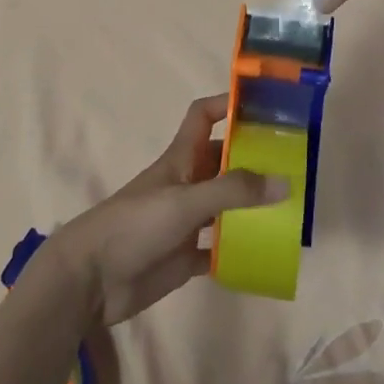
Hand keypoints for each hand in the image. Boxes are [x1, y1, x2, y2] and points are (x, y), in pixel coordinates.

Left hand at [41, 95, 286, 326]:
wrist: (91, 279)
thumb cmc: (135, 225)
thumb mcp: (185, 201)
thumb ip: (233, 191)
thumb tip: (284, 180)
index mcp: (181, 158)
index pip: (203, 116)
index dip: (227, 104)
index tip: (263, 104)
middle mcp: (186, 184)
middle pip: (222, 161)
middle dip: (252, 159)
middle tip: (293, 164)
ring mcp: (185, 221)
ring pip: (224, 204)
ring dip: (250, 204)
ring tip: (289, 208)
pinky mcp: (183, 257)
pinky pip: (218, 248)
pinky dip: (238, 249)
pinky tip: (264, 254)